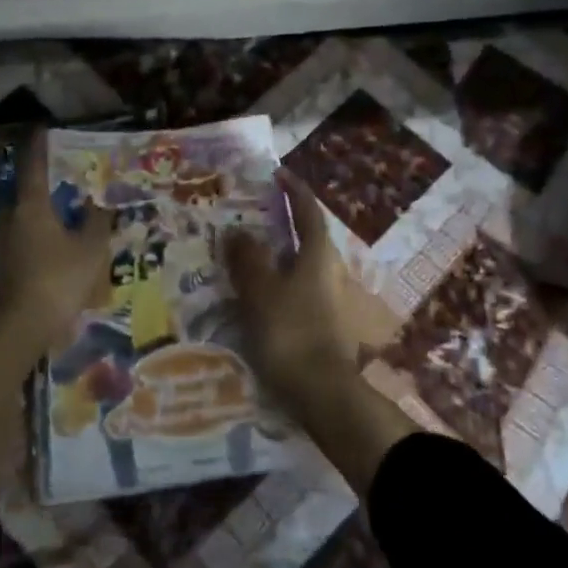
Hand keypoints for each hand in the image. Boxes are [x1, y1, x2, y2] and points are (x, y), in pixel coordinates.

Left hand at [0, 129, 111, 483]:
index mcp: (30, 204)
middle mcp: (8, 215)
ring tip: (71, 211)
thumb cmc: (56, 281)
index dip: (41, 144)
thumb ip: (96, 220)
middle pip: (28, 189)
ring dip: (45, 211)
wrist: (15, 331)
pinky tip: (58, 244)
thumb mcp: (89, 249)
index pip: (34, 163)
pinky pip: (23, 237)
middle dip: (49, 181)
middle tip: (73, 176)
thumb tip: (100, 199)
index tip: (47, 128)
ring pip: (26, 216)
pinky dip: (40, 234)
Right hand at [221, 171, 356, 423]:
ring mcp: (329, 300)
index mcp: (318, 256)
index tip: (278, 174)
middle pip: (307, 238)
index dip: (294, 191)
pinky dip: (279, 282)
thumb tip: (238, 231)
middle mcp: (330, 272)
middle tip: (252, 216)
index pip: (309, 212)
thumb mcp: (262, 291)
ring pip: (301, 266)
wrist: (321, 393)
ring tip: (246, 255)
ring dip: (278, 256)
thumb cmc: (291, 332)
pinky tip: (258, 294)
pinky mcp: (323, 324)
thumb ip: (248, 258)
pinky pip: (297, 290)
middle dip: (283, 224)